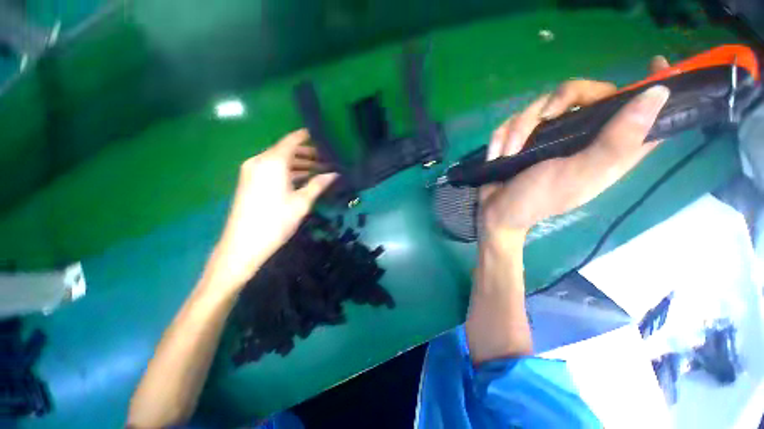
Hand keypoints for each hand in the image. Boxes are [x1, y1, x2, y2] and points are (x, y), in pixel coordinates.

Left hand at [206, 129, 336, 293]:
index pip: (291, 141)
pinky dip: (287, 171)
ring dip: (298, 164)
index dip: (306, 136)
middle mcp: (260, 161)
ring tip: (318, 170)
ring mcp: (252, 171)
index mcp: (272, 162)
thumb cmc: (276, 220)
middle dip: (306, 154)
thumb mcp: (301, 202)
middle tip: (326, 160)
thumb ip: (318, 184)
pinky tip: (301, 179)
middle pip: (285, 150)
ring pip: (279, 161)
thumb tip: (335, 174)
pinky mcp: (249, 181)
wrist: (243, 244)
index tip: (321, 136)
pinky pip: (271, 169)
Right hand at [481, 56, 670, 240]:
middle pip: (586, 92)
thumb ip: (617, 142)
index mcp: (608, 146)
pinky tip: (498, 155)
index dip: (654, 85)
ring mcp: (550, 134)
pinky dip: (502, 137)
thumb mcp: (580, 175)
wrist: (497, 210)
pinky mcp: (523, 137)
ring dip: (518, 129)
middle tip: (543, 118)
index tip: (655, 61)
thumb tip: (658, 93)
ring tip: (508, 154)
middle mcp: (583, 135)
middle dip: (559, 99)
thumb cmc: (538, 199)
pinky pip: (513, 120)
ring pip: (541, 104)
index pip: (642, 111)